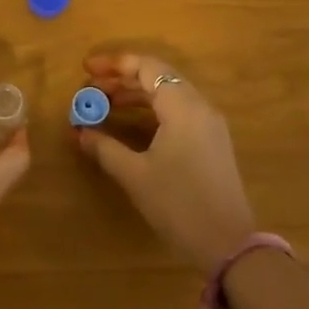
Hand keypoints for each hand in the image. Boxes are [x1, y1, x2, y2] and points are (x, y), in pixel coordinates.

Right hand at [77, 53, 256, 271]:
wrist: (228, 244)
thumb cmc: (179, 204)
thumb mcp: (135, 175)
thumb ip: (104, 148)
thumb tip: (79, 131)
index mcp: (183, 107)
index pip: (147, 67)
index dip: (114, 64)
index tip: (86, 69)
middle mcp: (200, 107)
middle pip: (159, 76)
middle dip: (122, 78)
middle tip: (91, 88)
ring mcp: (209, 124)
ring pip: (169, 93)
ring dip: (137, 94)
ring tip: (105, 104)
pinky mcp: (212, 142)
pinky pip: (179, 110)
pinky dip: (152, 109)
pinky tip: (132, 123)